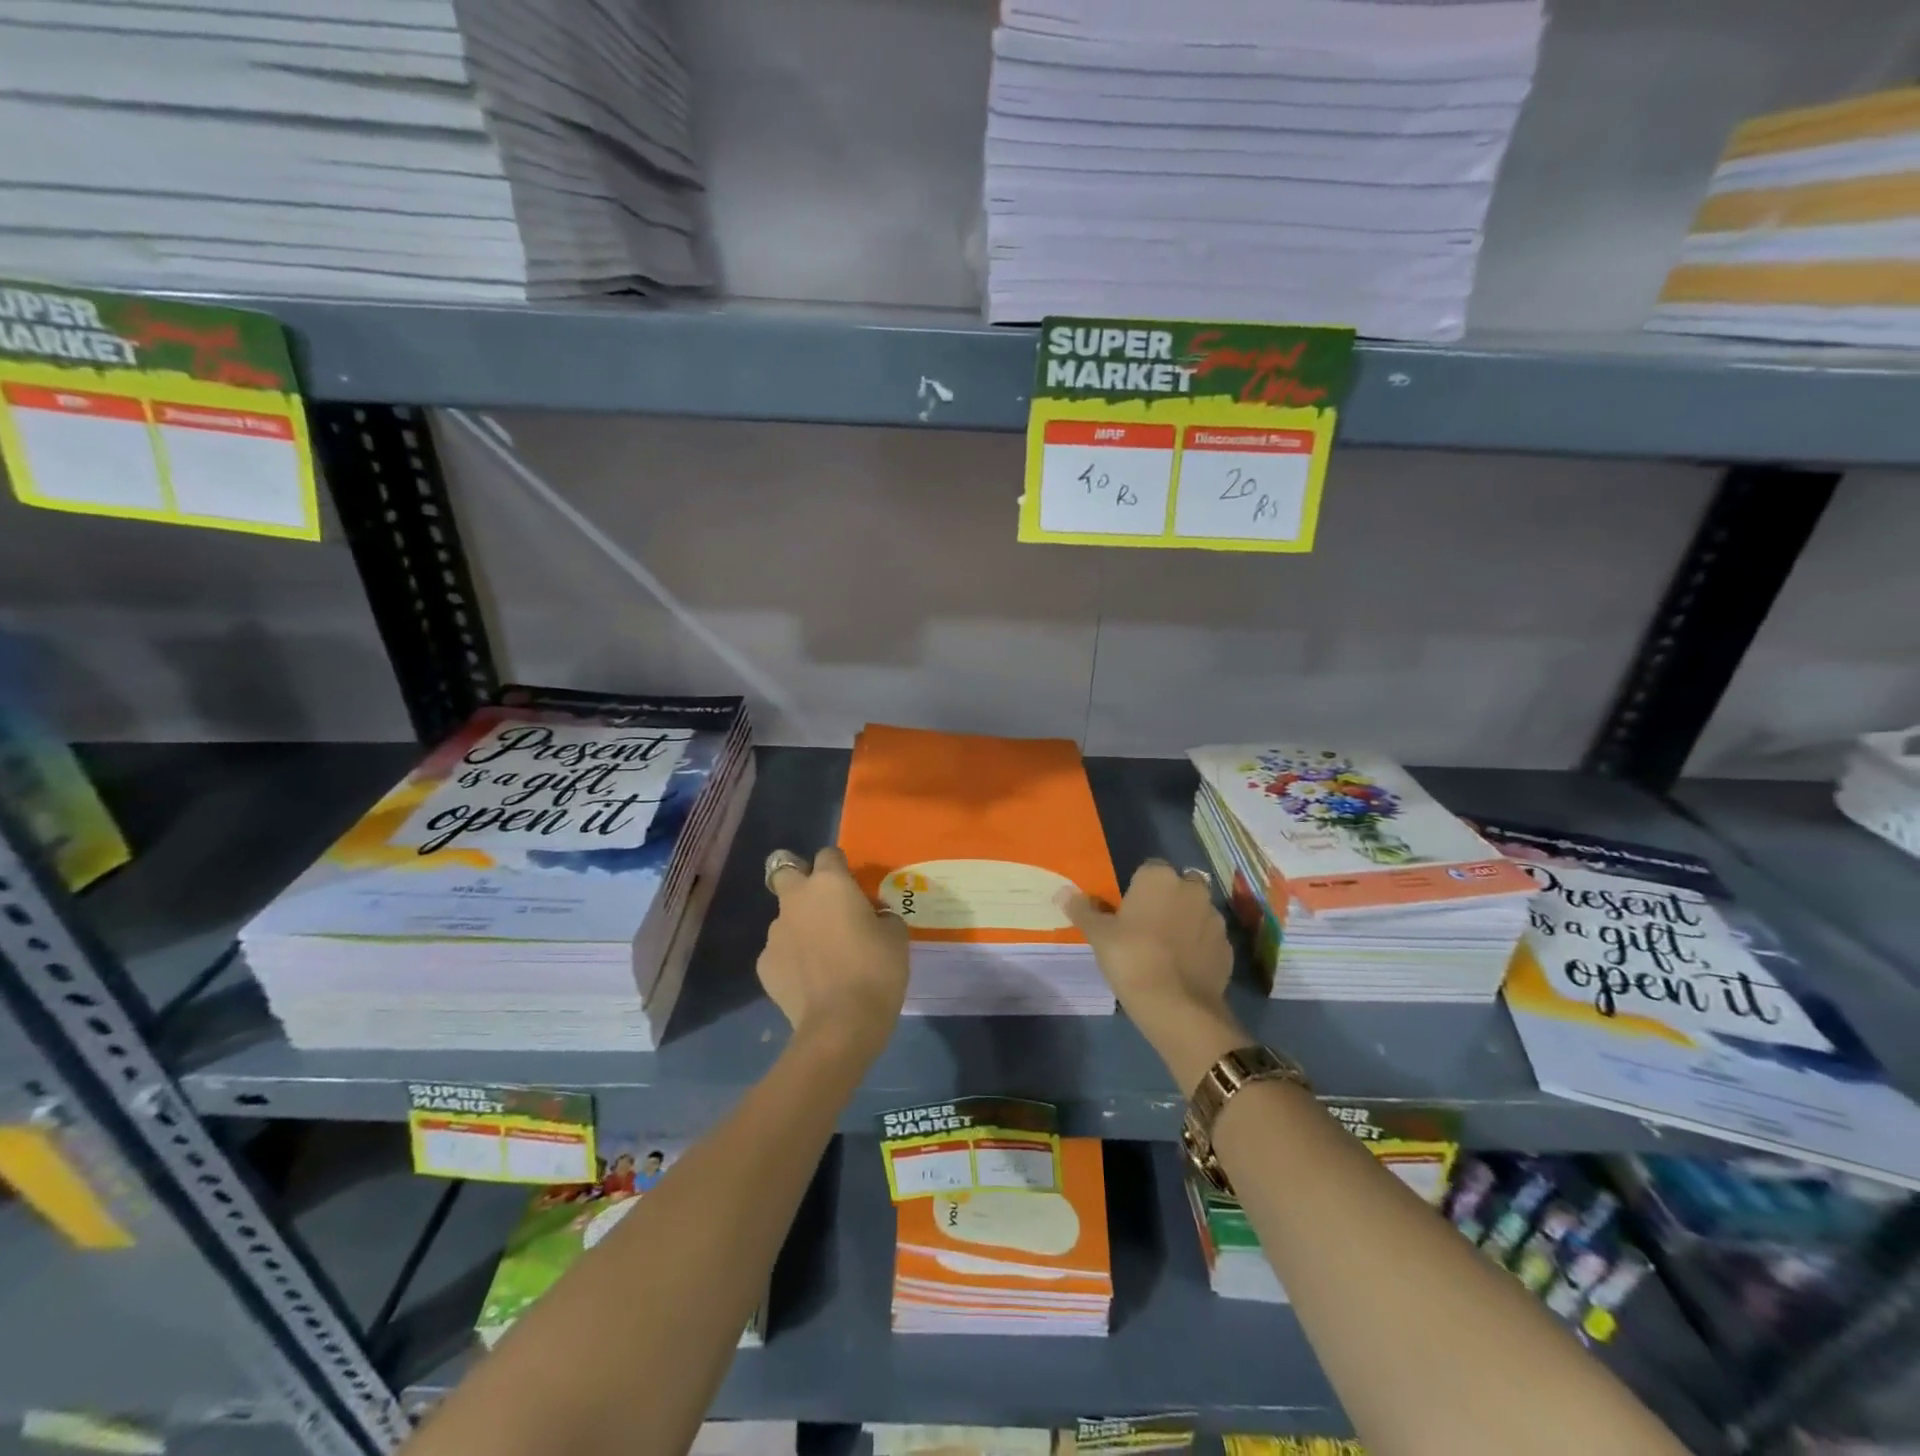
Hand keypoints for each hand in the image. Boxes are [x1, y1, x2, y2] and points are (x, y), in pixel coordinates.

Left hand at [759, 846, 908, 1058]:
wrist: (840, 1024)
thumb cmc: (876, 970)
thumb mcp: (896, 934)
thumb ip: (881, 915)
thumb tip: (872, 916)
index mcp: (830, 883)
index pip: (828, 854)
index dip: (840, 865)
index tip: (852, 884)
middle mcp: (796, 899)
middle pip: (784, 872)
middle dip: (799, 879)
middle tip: (822, 903)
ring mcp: (774, 933)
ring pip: (785, 918)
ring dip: (800, 926)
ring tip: (822, 955)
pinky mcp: (763, 965)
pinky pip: (780, 952)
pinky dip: (792, 960)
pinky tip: (811, 981)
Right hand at [1062, 860, 1244, 1089]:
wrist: (1177, 1006)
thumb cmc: (1131, 958)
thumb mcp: (1098, 934)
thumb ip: (1083, 909)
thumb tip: (1062, 892)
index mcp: (1159, 877)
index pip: (1148, 869)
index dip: (1138, 888)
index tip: (1126, 910)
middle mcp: (1192, 889)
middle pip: (1178, 887)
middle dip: (1167, 900)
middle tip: (1145, 927)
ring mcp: (1214, 919)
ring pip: (1196, 912)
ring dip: (1185, 922)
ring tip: (1164, 950)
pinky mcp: (1227, 948)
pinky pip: (1207, 940)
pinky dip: (1198, 947)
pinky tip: (1182, 968)